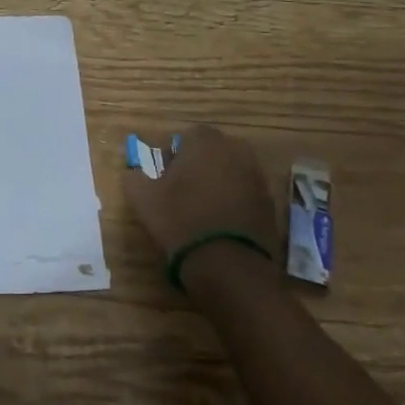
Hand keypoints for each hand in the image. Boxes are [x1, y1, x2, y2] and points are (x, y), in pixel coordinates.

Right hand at [123, 125, 277, 266]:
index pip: (186, 137)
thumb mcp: (143, 199)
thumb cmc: (180, 221)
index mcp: (204, 141)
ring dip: (219, 184)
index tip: (165, 179)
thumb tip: (134, 170)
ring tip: (202, 212)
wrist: (228, 266)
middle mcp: (235, 150)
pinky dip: (235, 204)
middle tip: (183, 193)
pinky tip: (222, 225)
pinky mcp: (271, 204)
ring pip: (231, 172)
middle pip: (212, 152)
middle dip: (199, 166)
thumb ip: (135, 176)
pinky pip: (246, 195)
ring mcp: (257, 176)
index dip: (174, 156)